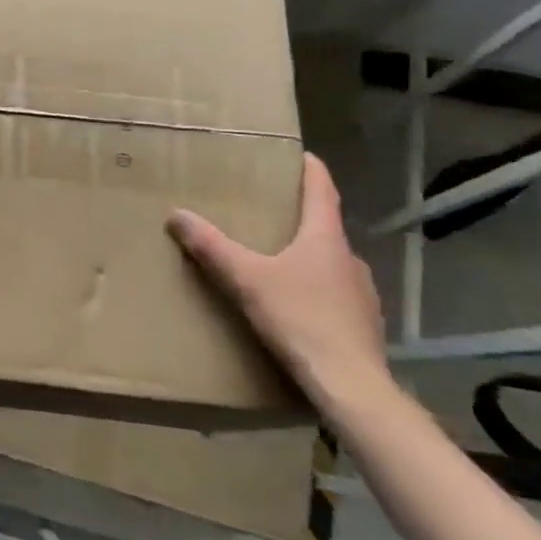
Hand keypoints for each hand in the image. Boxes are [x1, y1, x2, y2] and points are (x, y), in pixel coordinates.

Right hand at [167, 153, 393, 416]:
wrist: (351, 384)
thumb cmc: (300, 319)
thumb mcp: (246, 280)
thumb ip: (211, 247)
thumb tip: (177, 214)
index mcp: (325, 239)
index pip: (322, 191)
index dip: (311, 171)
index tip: (302, 155)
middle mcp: (349, 259)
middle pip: (325, 228)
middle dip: (300, 218)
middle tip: (271, 213)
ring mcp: (362, 294)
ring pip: (330, 263)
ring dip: (307, 257)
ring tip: (277, 262)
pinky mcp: (363, 324)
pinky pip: (335, 295)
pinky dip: (315, 290)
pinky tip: (295, 306)